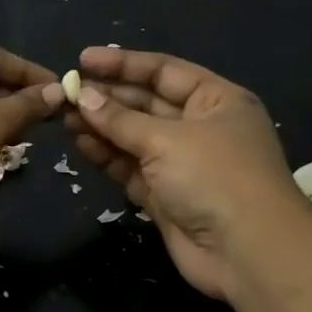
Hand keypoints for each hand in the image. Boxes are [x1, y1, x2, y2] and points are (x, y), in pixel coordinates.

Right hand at [54, 46, 311, 298]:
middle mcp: (199, 128)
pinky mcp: (164, 195)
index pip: (164, 72)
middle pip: (145, 104)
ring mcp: (181, 163)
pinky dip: (107, 156)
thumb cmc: (215, 177)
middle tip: (66, 93)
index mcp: (216, 101)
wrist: (247, 252)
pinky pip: (130, 167)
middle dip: (107, 98)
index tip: (83, 60)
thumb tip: (83, 96)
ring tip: (64, 118)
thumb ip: (120, 119)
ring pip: (134, 137)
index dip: (123, 64)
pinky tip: (81, 145)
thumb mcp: (166, 139)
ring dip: (101, 127)